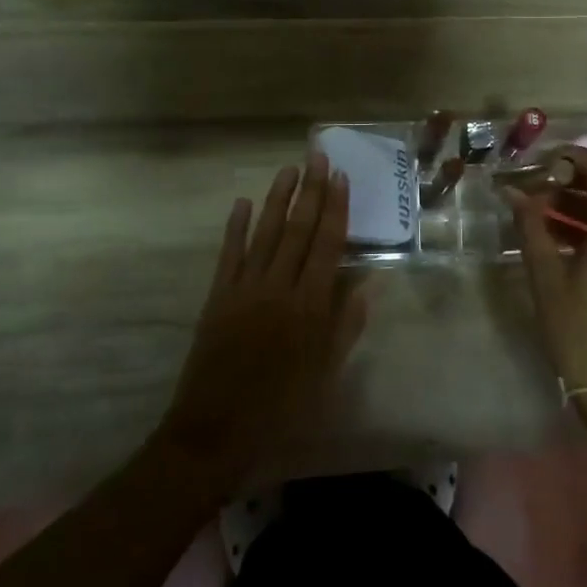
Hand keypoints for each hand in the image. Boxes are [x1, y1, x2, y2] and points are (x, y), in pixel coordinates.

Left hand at [159, 153, 366, 486]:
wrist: (216, 430)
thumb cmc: (282, 406)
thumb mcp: (327, 372)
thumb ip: (347, 324)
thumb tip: (370, 282)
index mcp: (310, 305)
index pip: (327, 244)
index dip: (335, 208)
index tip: (341, 177)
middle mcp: (278, 287)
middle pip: (297, 229)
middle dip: (310, 190)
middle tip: (318, 156)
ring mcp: (243, 289)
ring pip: (265, 233)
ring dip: (278, 199)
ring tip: (289, 169)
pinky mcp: (217, 297)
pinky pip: (229, 254)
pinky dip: (236, 227)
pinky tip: (244, 203)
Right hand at [507, 146, 586, 392]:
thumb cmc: (579, 331)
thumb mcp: (547, 277)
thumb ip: (531, 227)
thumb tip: (513, 194)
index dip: (569, 156)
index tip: (537, 164)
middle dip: (571, 180)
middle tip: (532, 191)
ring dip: (581, 203)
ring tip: (540, 214)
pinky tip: (562, 237)